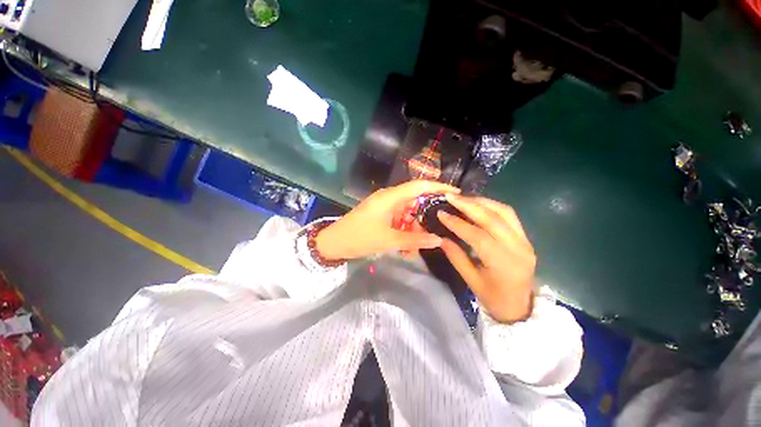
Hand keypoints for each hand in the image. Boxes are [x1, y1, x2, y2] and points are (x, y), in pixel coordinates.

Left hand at [316, 180, 460, 259]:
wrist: (334, 243)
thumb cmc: (359, 238)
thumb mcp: (389, 241)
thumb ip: (415, 240)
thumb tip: (438, 240)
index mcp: (390, 197)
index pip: (419, 186)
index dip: (438, 187)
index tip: (455, 193)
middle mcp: (389, 198)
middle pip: (415, 202)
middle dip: (425, 218)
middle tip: (437, 231)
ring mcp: (385, 207)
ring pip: (408, 214)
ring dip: (413, 230)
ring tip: (415, 248)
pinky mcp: (381, 215)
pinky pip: (399, 221)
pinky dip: (404, 232)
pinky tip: (405, 248)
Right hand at [437, 194, 535, 323]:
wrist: (521, 307)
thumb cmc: (494, 298)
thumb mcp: (471, 281)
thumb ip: (455, 257)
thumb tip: (440, 237)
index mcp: (504, 264)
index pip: (478, 236)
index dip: (458, 223)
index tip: (441, 213)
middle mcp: (519, 248)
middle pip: (492, 219)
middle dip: (469, 205)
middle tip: (450, 196)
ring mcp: (525, 241)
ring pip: (504, 211)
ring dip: (481, 201)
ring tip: (462, 198)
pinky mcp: (526, 237)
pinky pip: (509, 215)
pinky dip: (491, 206)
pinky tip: (477, 204)